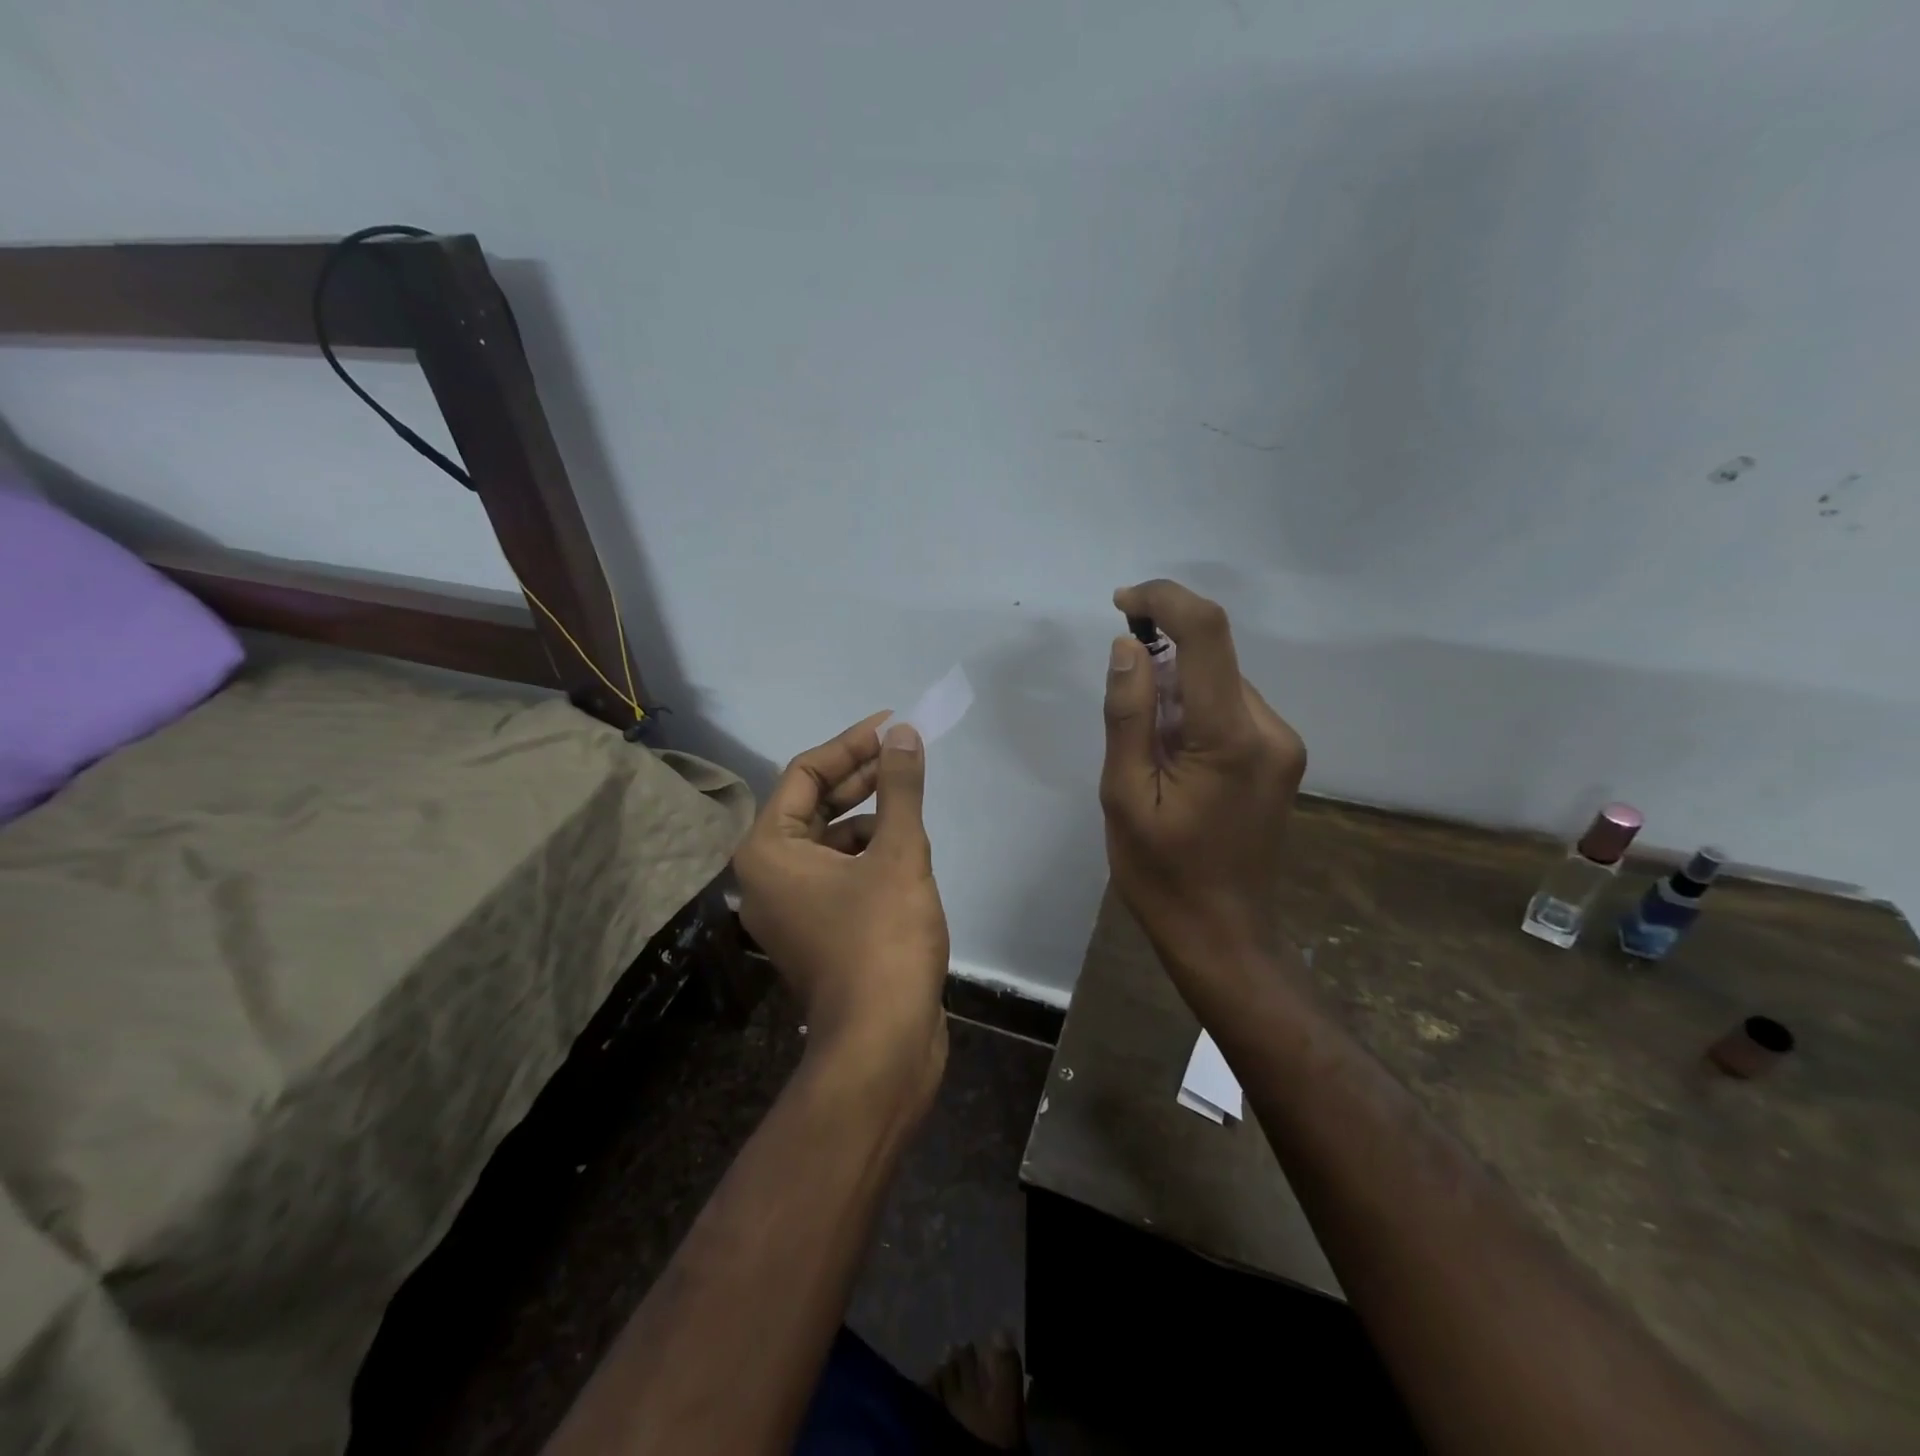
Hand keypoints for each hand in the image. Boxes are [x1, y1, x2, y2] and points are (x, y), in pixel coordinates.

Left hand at [734, 713, 950, 1104]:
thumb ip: (899, 787)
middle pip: (814, 805)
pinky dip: (869, 854)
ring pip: (829, 840)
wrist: (882, 1044)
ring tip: (911, 805)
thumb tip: (904, 734)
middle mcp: (768, 875)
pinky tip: (905, 853)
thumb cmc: (882, 939)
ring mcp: (791, 907)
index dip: (850, 744)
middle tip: (905, 753)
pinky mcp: (817, 930)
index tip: (892, 726)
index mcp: (768, 850)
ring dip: (869, 817)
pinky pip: (839, 872)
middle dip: (861, 777)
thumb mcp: (897, 852)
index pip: (805, 774)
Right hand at [1100, 580, 1306, 985]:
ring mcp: (1283, 746)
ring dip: (1176, 696)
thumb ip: (1128, 714)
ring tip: (1149, 760)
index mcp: (1232, 737)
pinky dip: (1194, 716)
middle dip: (1161, 665)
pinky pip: (1230, 712)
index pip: (1208, 633)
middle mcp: (1271, 730)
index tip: (1122, 603)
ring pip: (1219, 685)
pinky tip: (1175, 766)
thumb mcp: (1123, 795)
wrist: (1223, 935)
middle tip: (1124, 722)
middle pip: (1212, 660)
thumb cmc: (1162, 874)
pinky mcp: (1281, 759)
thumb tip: (1127, 646)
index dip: (1165, 600)